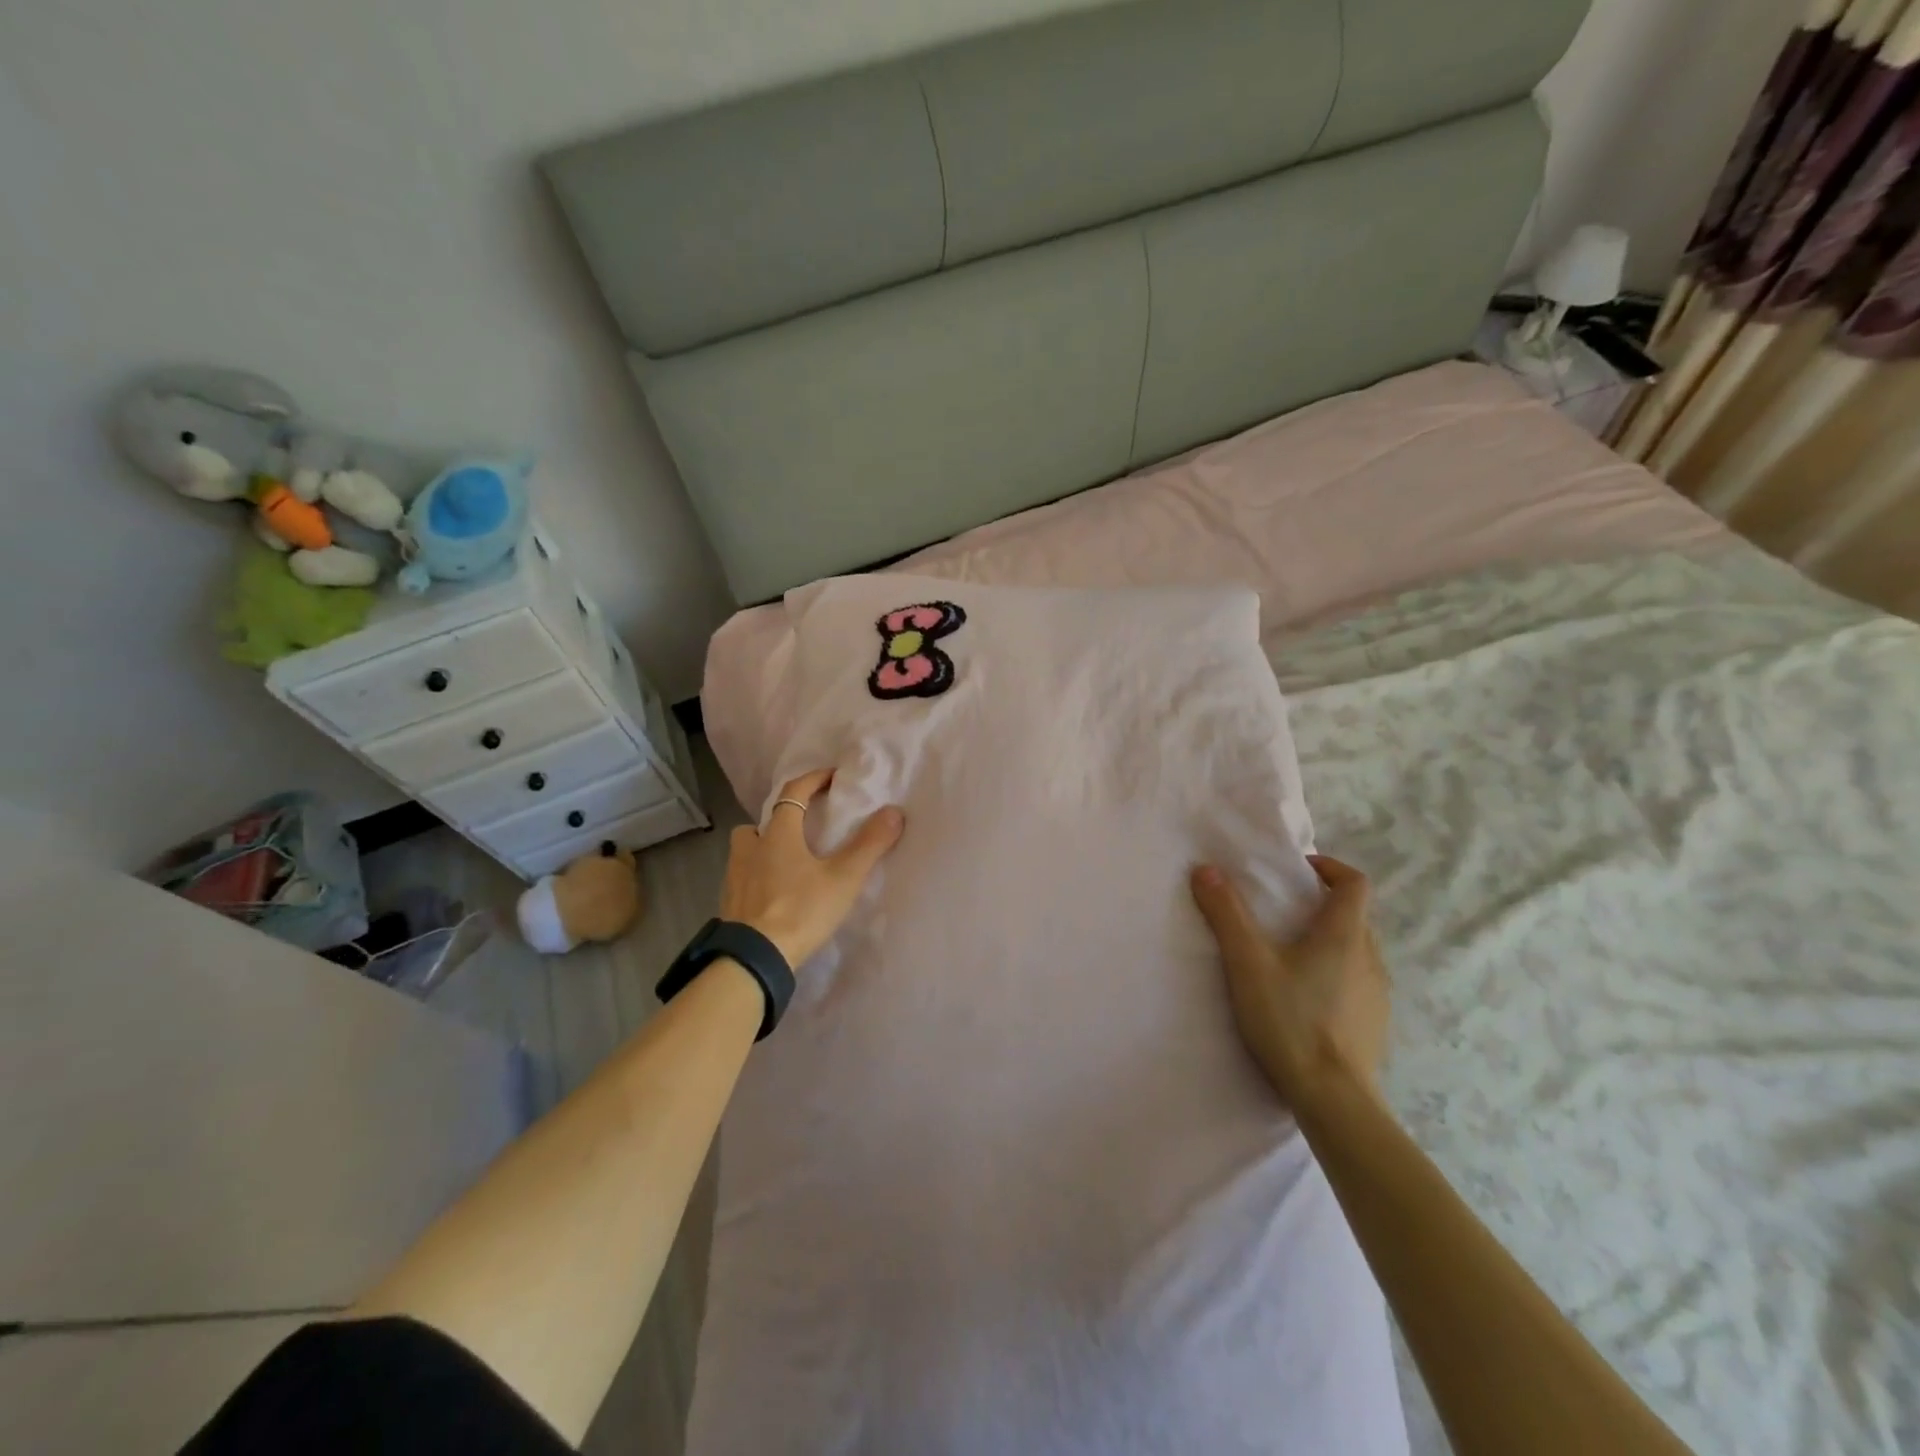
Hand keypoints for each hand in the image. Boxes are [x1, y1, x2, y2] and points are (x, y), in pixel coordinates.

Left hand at [721, 769, 903, 967]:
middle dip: (778, 820)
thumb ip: (869, 844)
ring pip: (745, 851)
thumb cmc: (800, 910)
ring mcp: (735, 878)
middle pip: (758, 823)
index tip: (831, 777)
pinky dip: (756, 879)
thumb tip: (894, 811)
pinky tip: (773, 896)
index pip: (793, 793)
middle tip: (801, 831)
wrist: (754, 959)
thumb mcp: (843, 878)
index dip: (813, 780)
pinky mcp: (729, 905)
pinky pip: (742, 880)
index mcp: (778, 835)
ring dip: (761, 849)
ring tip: (784, 865)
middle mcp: (751, 849)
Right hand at [1190, 856, 1389, 1109]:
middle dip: (1320, 906)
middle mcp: (1370, 957)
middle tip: (1281, 913)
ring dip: (1328, 942)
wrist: (1333, 1099)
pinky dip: (1334, 974)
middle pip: (1354, 915)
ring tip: (1288, 957)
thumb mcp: (1247, 962)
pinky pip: (1357, 982)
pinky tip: (1304, 999)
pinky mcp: (1374, 1024)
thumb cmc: (1290, 1020)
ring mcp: (1377, 994)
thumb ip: (1226, 913)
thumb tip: (1205, 869)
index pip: (1354, 882)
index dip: (1329, 868)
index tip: (1297, 872)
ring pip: (1356, 950)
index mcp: (1344, 934)